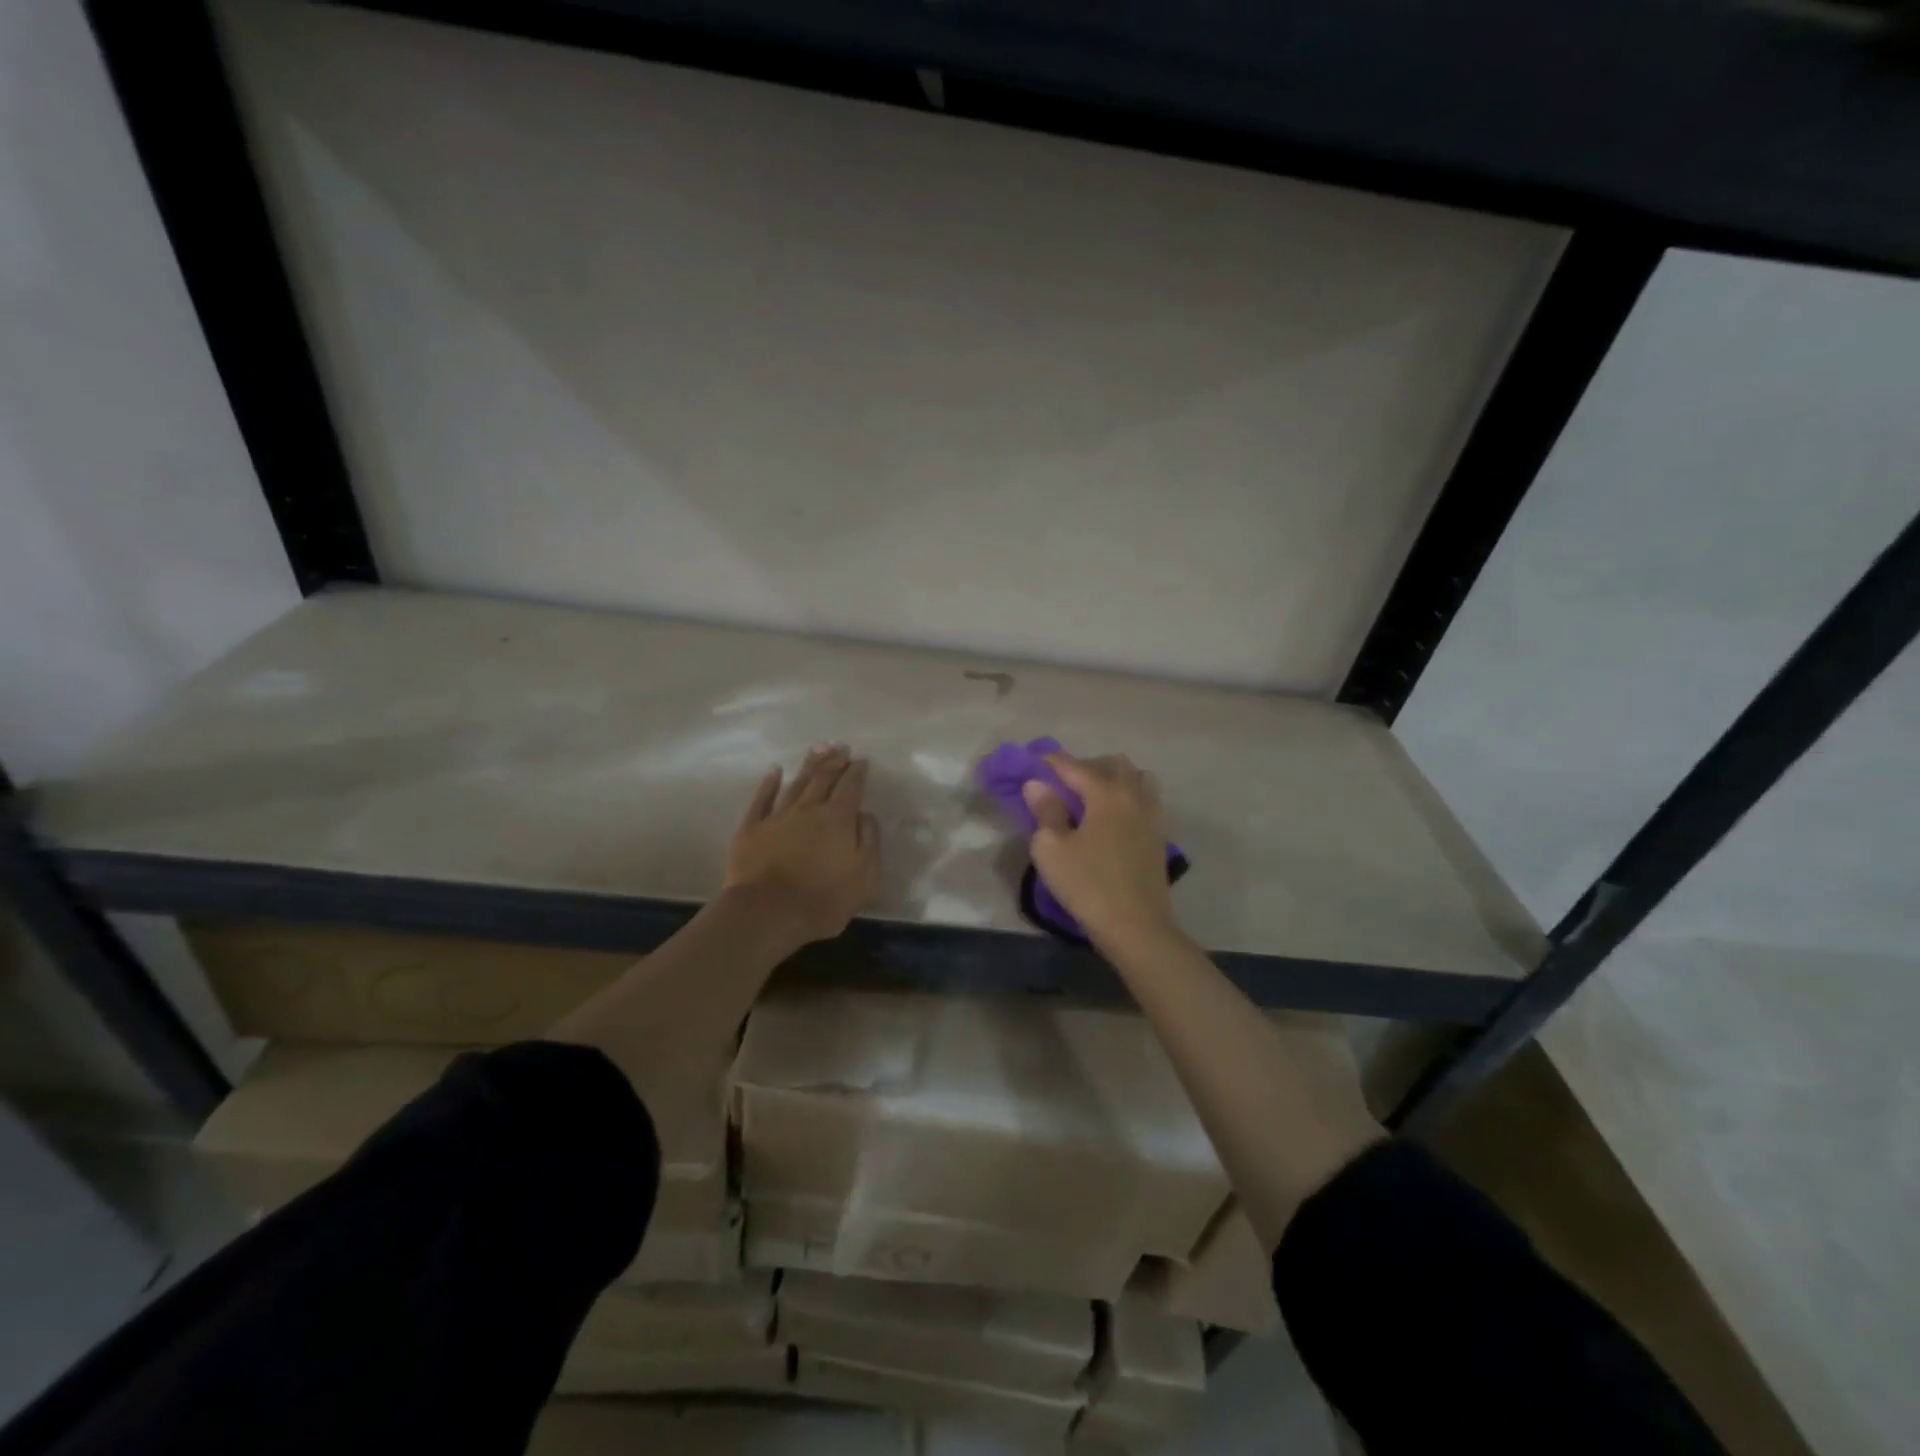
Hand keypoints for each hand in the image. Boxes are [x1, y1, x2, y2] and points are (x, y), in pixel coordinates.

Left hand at [725, 744, 882, 944]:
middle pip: (823, 778)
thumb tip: (864, 816)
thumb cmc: (823, 899)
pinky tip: (774, 771)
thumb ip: (869, 842)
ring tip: (817, 749)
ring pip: (796, 783)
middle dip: (834, 761)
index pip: (851, 787)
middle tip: (841, 746)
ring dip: (808, 765)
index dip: (857, 772)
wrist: (767, 914)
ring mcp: (777, 816)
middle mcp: (808, 809)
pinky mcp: (751, 829)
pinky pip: (761, 799)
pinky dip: (768, 783)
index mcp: (838, 819)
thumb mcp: (865, 877)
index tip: (861, 760)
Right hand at [1022, 752, 1184, 956]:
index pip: (1073, 765)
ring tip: (1092, 798)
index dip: (1050, 762)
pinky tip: (1113, 819)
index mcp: (1105, 793)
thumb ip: (1045, 811)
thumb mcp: (1052, 850)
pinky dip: (1129, 797)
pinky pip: (1146, 799)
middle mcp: (1132, 795)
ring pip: (1136, 778)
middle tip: (1062, 785)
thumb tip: (1037, 784)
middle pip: (1111, 764)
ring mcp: (1151, 815)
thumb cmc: (1088, 885)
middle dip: (1085, 766)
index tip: (1032, 763)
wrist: (1137, 927)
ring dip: (1114, 778)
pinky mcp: (1159, 835)